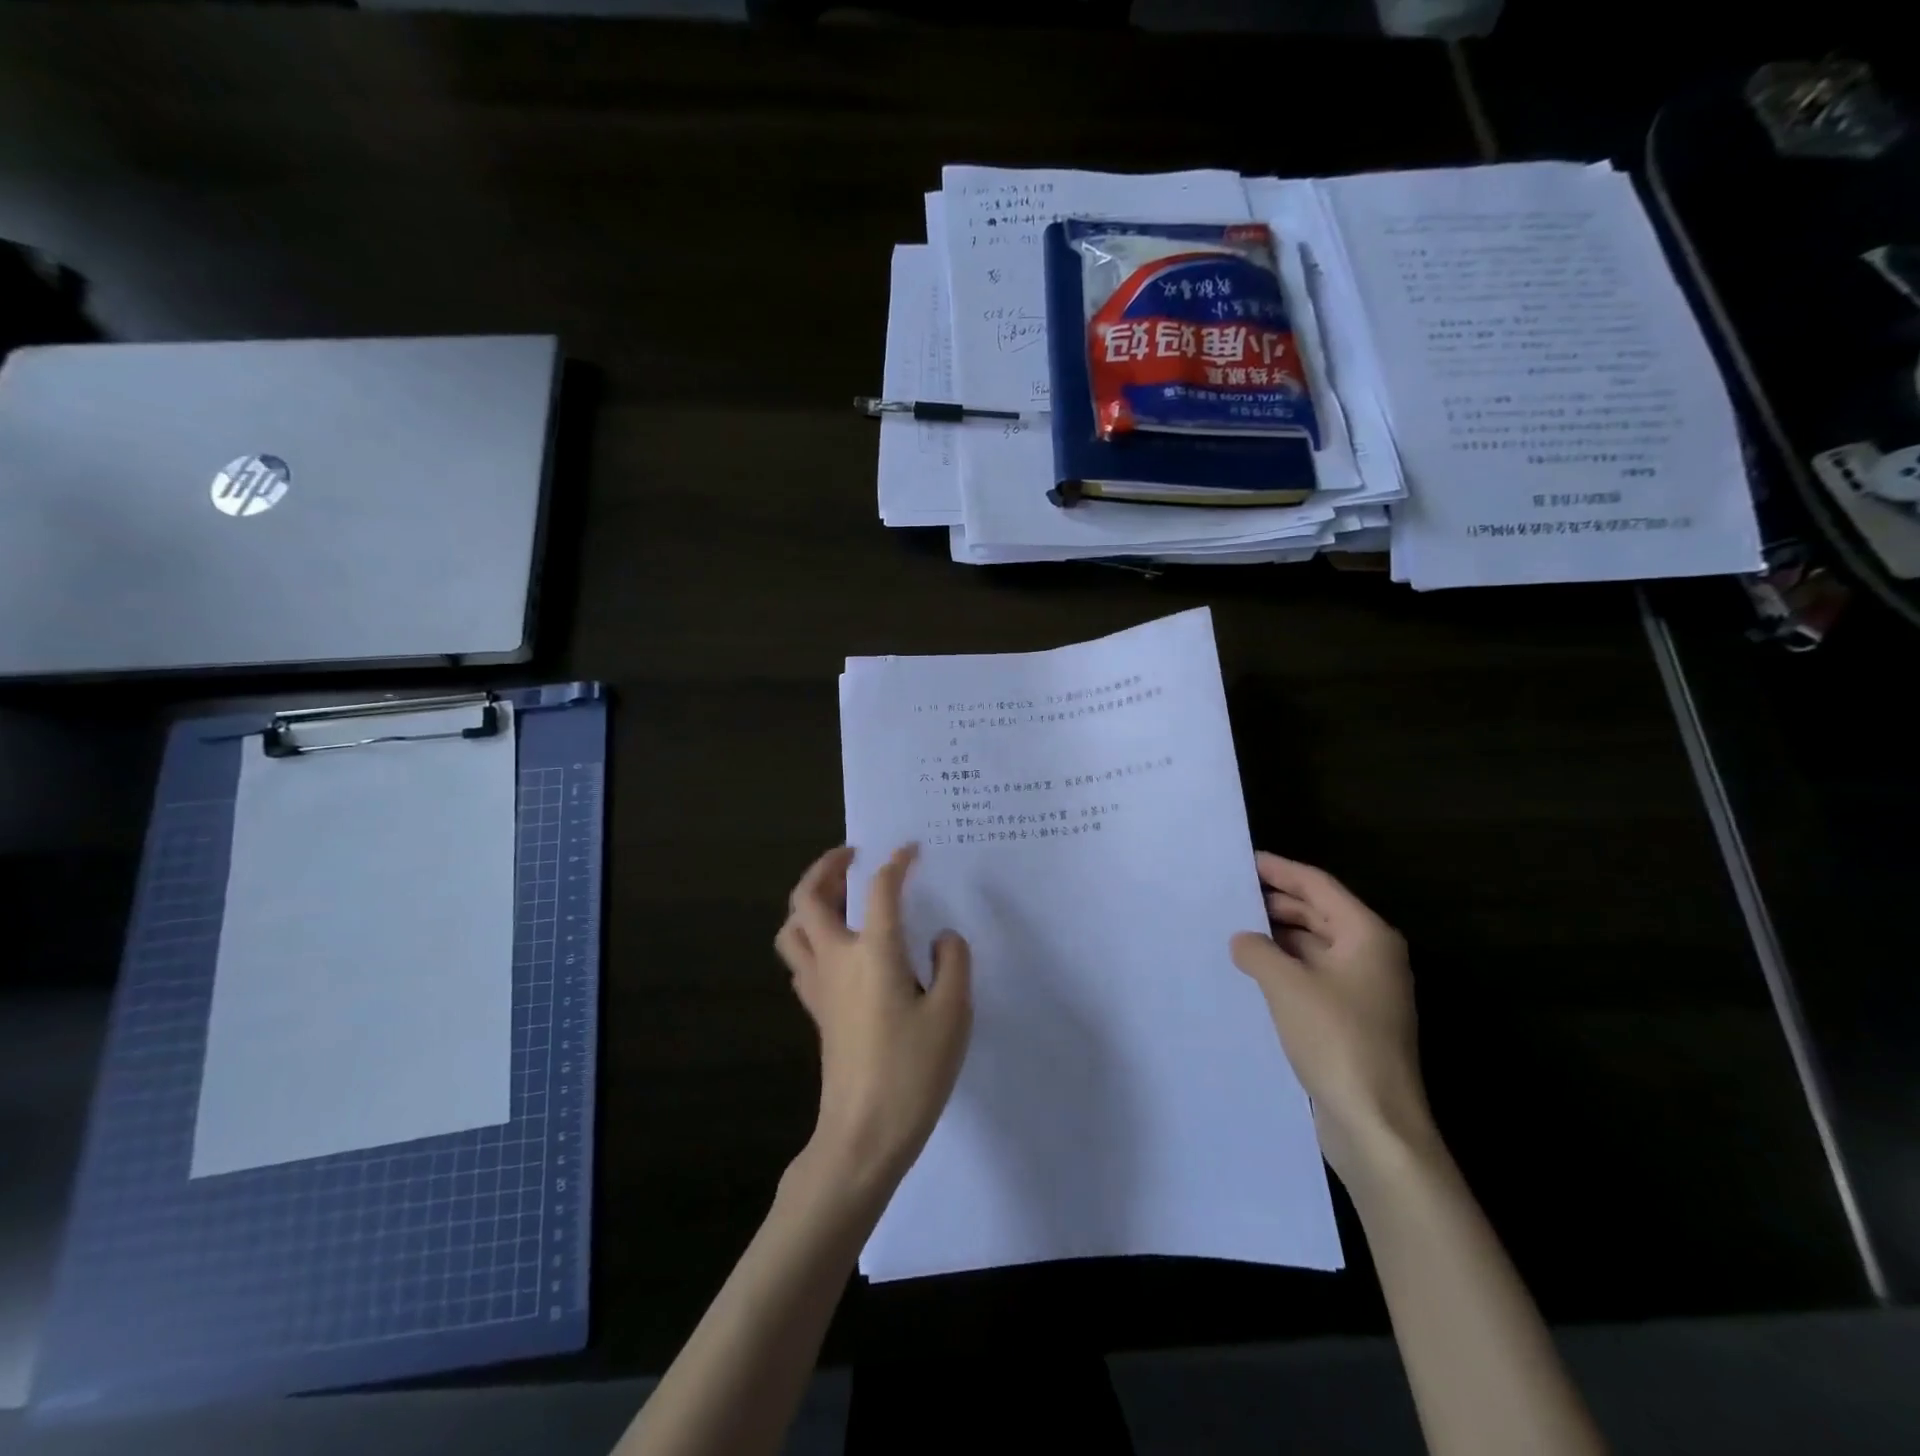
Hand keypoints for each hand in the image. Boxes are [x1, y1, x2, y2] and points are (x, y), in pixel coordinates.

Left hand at [775, 845, 972, 1198]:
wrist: (863, 1134)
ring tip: (837, 894)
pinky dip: (809, 935)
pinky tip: (837, 945)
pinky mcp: (815, 1010)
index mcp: (873, 952)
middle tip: (851, 855)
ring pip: (792, 927)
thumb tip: (942, 937)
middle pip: (808, 898)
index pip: (880, 889)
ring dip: (807, 899)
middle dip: (825, 867)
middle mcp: (837, 958)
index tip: (910, 848)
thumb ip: (953, 963)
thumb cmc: (912, 1071)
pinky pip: (799, 957)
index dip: (896, 862)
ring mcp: (818, 985)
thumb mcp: (952, 1014)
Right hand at [1230, 852, 1433, 1183]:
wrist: (1376, 1123)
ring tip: (1234, 928)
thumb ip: (1257, 950)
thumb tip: (1242, 939)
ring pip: (1315, 945)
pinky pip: (1313, 974)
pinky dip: (1285, 965)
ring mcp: (1364, 989)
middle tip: (1231, 894)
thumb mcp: (1286, 985)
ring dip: (1278, 936)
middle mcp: (1371, 956)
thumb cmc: (1336, 1040)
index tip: (1244, 860)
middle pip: (1319, 913)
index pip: (1318, 886)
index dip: (1280, 870)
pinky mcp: (1352, 1018)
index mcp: (1367, 936)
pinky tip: (1253, 969)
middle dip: (1276, 902)